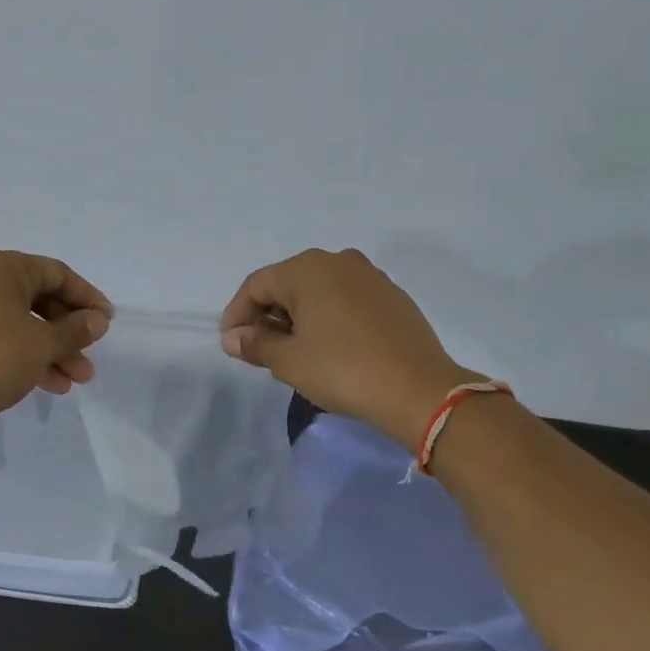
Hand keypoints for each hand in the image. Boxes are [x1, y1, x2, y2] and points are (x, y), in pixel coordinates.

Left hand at [0, 250, 112, 426]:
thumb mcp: (43, 343)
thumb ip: (76, 330)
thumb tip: (98, 320)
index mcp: (2, 268)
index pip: (57, 274)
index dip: (87, 298)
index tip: (108, 321)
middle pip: (41, 300)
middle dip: (70, 332)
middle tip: (92, 357)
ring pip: (24, 323)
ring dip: (53, 350)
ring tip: (78, 380)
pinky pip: (4, 338)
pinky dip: (28, 355)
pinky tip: (52, 385)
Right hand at [219, 248, 479, 448]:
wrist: (419, 390)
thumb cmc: (342, 370)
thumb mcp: (289, 361)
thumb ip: (255, 344)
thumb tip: (233, 338)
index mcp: (307, 269)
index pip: (257, 285)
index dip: (237, 313)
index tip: (230, 343)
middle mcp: (338, 260)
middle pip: (288, 283)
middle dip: (267, 314)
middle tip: (258, 348)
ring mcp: (370, 276)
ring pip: (318, 290)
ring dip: (298, 316)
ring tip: (291, 349)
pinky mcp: (392, 296)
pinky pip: (345, 299)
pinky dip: (327, 317)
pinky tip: (328, 346)